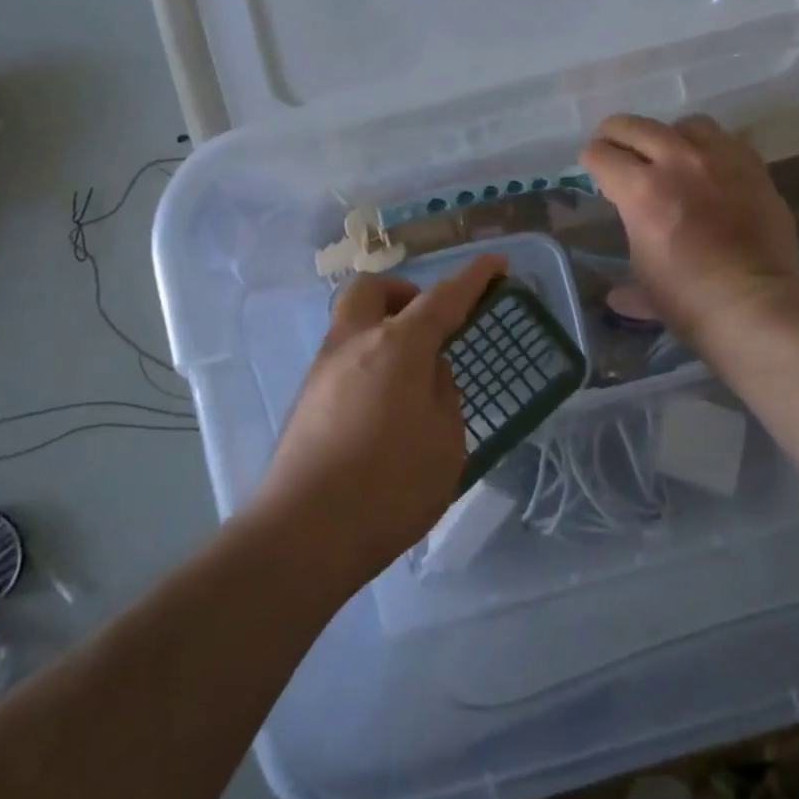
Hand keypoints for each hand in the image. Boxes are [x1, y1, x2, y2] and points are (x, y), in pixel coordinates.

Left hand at [256, 254, 505, 584]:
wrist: (302, 536)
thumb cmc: (389, 487)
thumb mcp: (445, 441)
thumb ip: (442, 393)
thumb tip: (427, 371)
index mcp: (397, 346)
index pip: (443, 298)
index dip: (474, 278)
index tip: (496, 262)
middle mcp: (353, 344)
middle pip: (373, 289)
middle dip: (405, 293)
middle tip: (429, 325)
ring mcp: (322, 370)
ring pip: (352, 321)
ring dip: (383, 327)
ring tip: (410, 376)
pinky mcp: (306, 399)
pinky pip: (343, 357)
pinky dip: (368, 360)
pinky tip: (382, 407)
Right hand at [580, 114, 798, 346]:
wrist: (755, 303)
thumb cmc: (688, 298)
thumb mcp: (644, 281)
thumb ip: (629, 277)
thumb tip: (618, 296)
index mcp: (640, 190)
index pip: (601, 155)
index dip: (590, 160)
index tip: (592, 167)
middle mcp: (677, 162)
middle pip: (635, 126)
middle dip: (616, 134)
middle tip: (614, 145)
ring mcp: (719, 160)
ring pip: (687, 125)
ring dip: (670, 135)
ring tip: (670, 153)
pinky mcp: (753, 167)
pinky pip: (727, 141)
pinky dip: (711, 150)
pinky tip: (710, 170)